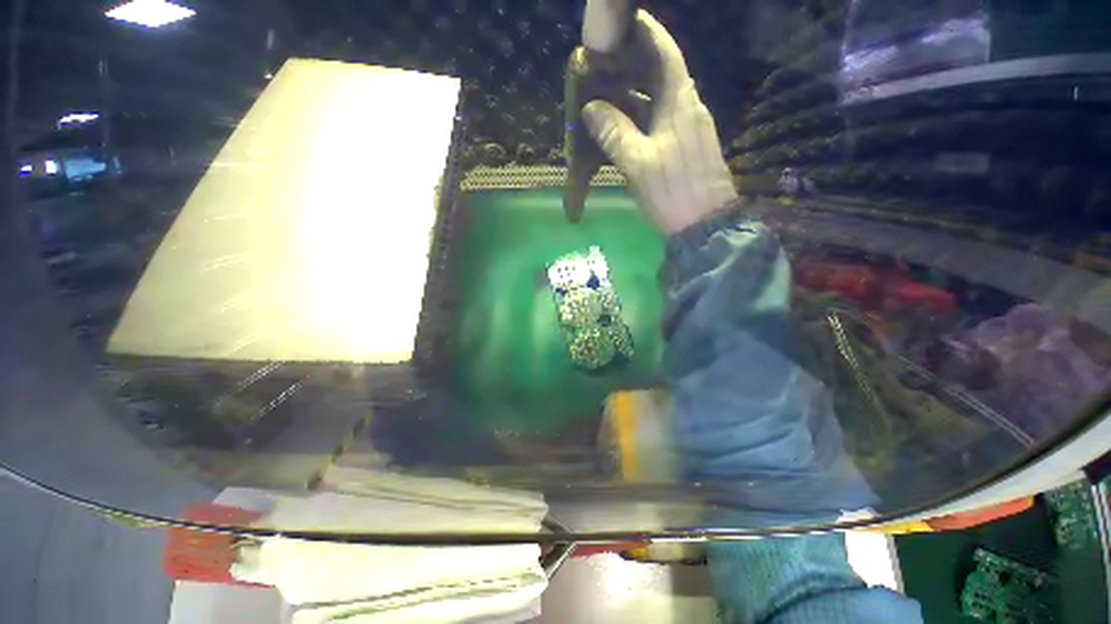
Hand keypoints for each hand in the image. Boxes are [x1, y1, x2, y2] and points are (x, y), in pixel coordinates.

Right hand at [583, 11, 737, 234]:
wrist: (703, 224)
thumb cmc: (672, 190)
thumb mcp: (638, 163)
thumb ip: (614, 132)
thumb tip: (591, 108)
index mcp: (680, 102)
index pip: (665, 53)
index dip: (647, 33)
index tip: (626, 22)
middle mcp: (688, 108)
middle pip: (661, 74)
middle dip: (635, 64)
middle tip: (606, 63)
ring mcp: (688, 129)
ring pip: (659, 100)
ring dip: (635, 94)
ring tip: (607, 92)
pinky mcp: (685, 147)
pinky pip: (661, 121)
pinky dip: (641, 117)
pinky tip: (624, 124)